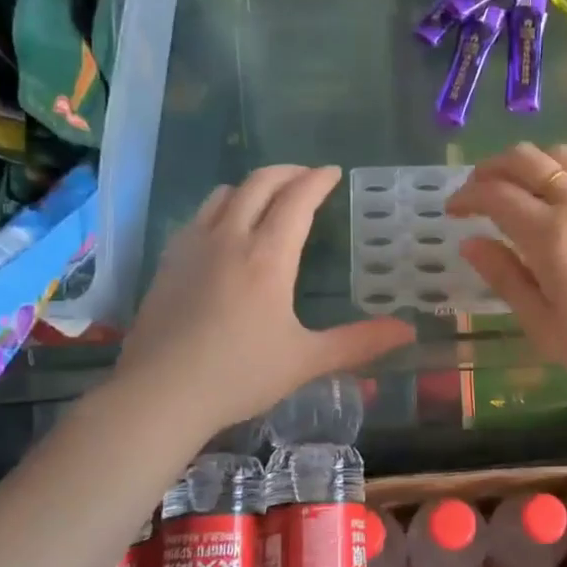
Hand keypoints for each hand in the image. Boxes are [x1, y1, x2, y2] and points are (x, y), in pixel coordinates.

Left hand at [115, 166, 414, 435]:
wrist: (159, 394)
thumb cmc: (239, 375)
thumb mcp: (306, 361)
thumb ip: (359, 342)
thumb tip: (407, 332)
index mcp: (267, 257)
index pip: (296, 200)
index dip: (317, 180)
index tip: (333, 172)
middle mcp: (229, 238)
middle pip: (258, 184)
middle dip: (287, 172)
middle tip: (307, 176)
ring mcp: (193, 247)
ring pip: (224, 194)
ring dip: (252, 186)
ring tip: (268, 197)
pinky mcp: (168, 262)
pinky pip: (199, 216)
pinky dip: (222, 207)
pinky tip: (224, 231)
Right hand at [446, 143, 566, 403]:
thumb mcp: (543, 324)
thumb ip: (504, 277)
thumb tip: (471, 243)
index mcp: (549, 234)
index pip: (495, 194)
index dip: (467, 196)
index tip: (453, 211)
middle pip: (526, 159)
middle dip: (492, 168)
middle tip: (478, 191)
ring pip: (563, 154)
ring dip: (532, 162)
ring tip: (521, 187)